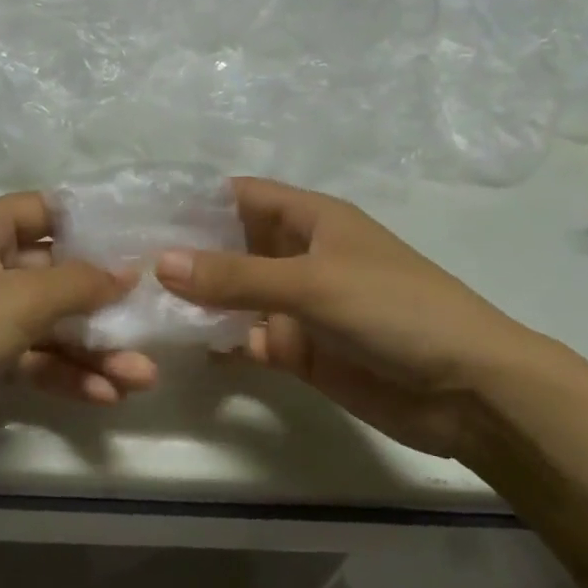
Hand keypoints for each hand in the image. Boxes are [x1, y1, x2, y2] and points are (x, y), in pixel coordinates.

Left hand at [0, 192, 158, 423]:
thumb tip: (127, 272)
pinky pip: (33, 360)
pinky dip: (66, 375)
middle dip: (105, 302)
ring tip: (143, 377)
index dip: (92, 222)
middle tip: (153, 320)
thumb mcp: (19, 300)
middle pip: (56, 272)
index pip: (45, 209)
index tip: (140, 241)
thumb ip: (80, 282)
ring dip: (95, 348)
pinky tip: (106, 396)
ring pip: (50, 324)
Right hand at [153, 178, 546, 461]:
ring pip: (235, 296)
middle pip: (231, 246)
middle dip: (185, 253)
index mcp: (311, 219)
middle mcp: (300, 256)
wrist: (466, 391)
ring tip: (135, 303)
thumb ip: (235, 276)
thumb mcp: (312, 283)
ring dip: (196, 300)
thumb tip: (160, 262)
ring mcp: (298, 306)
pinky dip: (219, 341)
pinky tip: (177, 345)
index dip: (194, 200)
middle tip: (122, 263)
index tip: (138, 212)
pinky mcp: (301, 350)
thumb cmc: (394, 310)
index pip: (241, 196)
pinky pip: (248, 339)